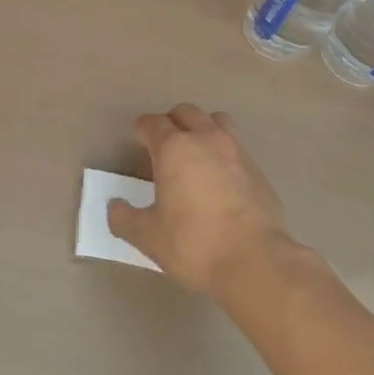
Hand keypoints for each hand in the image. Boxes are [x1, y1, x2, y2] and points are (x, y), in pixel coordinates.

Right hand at [108, 103, 298, 294]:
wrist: (255, 261)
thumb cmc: (194, 244)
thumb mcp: (149, 237)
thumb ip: (125, 219)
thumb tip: (115, 207)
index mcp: (174, 148)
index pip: (153, 123)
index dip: (142, 129)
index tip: (137, 139)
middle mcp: (206, 139)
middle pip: (186, 113)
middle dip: (172, 122)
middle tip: (164, 145)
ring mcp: (236, 152)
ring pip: (217, 121)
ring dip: (202, 129)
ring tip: (196, 152)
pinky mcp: (258, 171)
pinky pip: (237, 148)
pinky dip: (224, 153)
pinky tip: (221, 179)